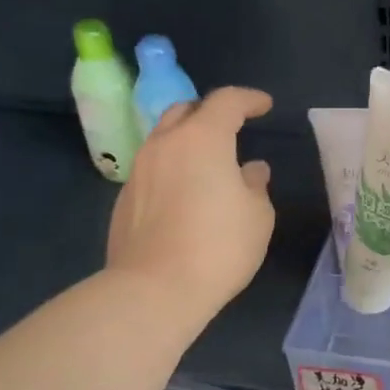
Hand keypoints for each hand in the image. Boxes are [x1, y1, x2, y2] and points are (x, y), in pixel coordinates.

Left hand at [106, 87, 275, 322]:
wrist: (154, 289)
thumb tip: (251, 170)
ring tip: (207, 163)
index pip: (227, 101)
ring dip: (187, 141)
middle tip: (231, 128)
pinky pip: (152, 169)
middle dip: (210, 113)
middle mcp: (165, 144)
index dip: (249, 99)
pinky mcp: (124, 198)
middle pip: (186, 111)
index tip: (264, 106)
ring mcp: (139, 170)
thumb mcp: (257, 216)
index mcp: (202, 139)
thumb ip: (255, 185)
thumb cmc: (218, 247)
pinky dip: (172, 169)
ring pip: (164, 138)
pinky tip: (184, 195)